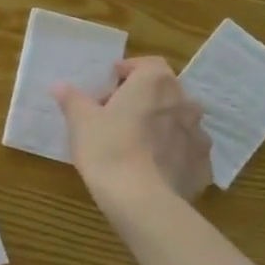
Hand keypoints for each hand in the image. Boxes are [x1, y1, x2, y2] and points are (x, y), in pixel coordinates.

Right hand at [54, 57, 213, 201]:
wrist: (141, 200)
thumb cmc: (108, 148)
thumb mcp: (80, 121)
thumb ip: (72, 99)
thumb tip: (61, 86)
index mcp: (155, 83)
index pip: (148, 64)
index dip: (129, 71)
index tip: (111, 84)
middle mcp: (184, 102)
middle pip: (165, 92)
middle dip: (144, 99)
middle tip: (118, 115)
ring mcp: (199, 135)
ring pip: (178, 122)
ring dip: (161, 125)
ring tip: (137, 143)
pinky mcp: (203, 166)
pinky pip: (187, 152)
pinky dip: (173, 154)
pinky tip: (153, 168)